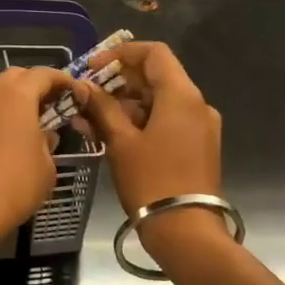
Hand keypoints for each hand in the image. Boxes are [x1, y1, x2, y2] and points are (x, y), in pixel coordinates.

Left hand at [0, 67, 74, 246]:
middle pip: (18, 76)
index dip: (65, 81)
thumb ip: (48, 143)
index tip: (80, 95)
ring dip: (21, 100)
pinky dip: (6, 115)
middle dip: (39, 85)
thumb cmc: (14, 182)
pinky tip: (18, 138)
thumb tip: (44, 135)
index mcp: (17, 94)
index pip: (45, 74)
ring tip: (40, 123)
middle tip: (58, 105)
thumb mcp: (46, 165)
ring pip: (1, 93)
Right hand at [74, 42, 228, 254]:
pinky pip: (167, 121)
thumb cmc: (151, 180)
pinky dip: (140, 121)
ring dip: (125, 105)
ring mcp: (200, 126)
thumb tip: (84, 86)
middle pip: (156, 76)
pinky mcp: (198, 146)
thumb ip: (102, 108)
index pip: (154, 53)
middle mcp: (197, 104)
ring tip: (90, 121)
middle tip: (86, 96)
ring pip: (159, 101)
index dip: (121, 54)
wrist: (186, 231)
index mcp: (181, 96)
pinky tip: (111, 135)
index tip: (93, 68)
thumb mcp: (120, 142)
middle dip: (118, 82)